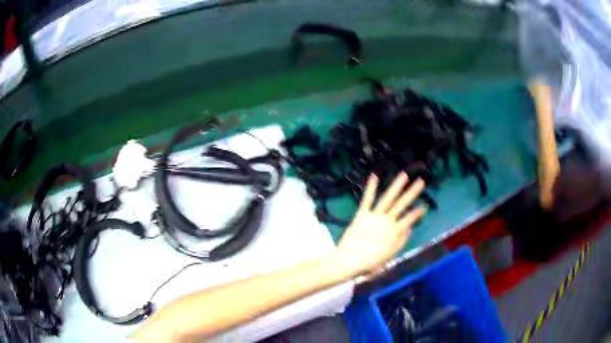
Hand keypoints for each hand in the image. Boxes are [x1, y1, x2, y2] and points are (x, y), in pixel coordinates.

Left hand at [332, 172, 426, 276]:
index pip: (410, 219)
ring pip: (388, 198)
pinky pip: (367, 199)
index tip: (425, 206)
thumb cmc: (370, 262)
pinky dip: (371, 188)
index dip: (418, 213)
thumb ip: (401, 241)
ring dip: (396, 186)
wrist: (349, 261)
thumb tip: (410, 228)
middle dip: (412, 192)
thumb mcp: (390, 255)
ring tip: (404, 175)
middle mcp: (387, 221)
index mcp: (395, 232)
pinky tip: (375, 176)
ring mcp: (374, 216)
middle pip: (402, 204)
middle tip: (422, 181)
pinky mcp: (362, 214)